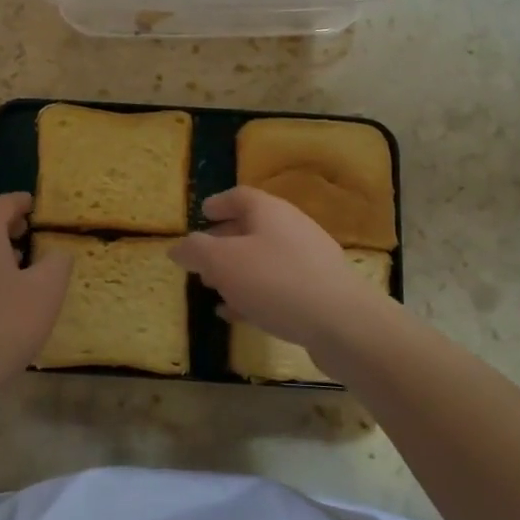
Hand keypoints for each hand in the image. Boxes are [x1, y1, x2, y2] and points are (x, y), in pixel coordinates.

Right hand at [171, 186, 389, 350]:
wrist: (342, 323)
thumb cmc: (275, 281)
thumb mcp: (223, 263)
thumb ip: (196, 251)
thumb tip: (177, 247)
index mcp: (269, 211)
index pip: (239, 196)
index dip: (218, 203)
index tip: (201, 214)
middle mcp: (292, 228)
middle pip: (253, 227)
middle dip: (224, 240)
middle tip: (202, 257)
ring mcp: (309, 260)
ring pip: (265, 258)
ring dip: (238, 270)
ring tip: (214, 287)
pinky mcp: (319, 291)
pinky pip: (279, 285)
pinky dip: (255, 293)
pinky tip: (238, 312)